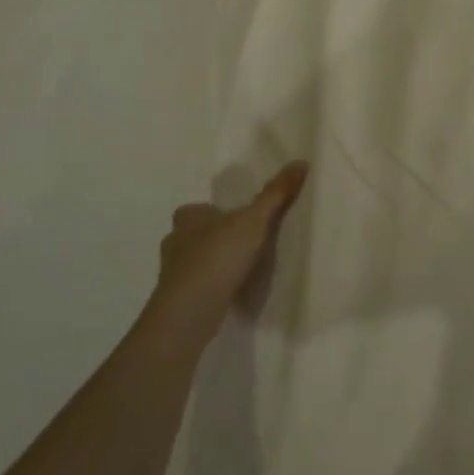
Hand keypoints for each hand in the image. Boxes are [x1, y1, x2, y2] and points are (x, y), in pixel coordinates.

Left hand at [157, 162, 308, 314]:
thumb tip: (301, 161)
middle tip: (247, 244)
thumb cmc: (218, 257)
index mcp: (188, 217)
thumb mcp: (254, 221)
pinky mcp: (177, 299)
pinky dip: (213, 286)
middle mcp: (174, 241)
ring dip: (216, 264)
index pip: (202, 209)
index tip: (242, 221)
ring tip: (244, 270)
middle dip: (218, 238)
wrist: (189, 313)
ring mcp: (172, 273)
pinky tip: (232, 293)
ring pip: (197, 261)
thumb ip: (276, 194)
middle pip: (198, 234)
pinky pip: (199, 285)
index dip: (219, 212)